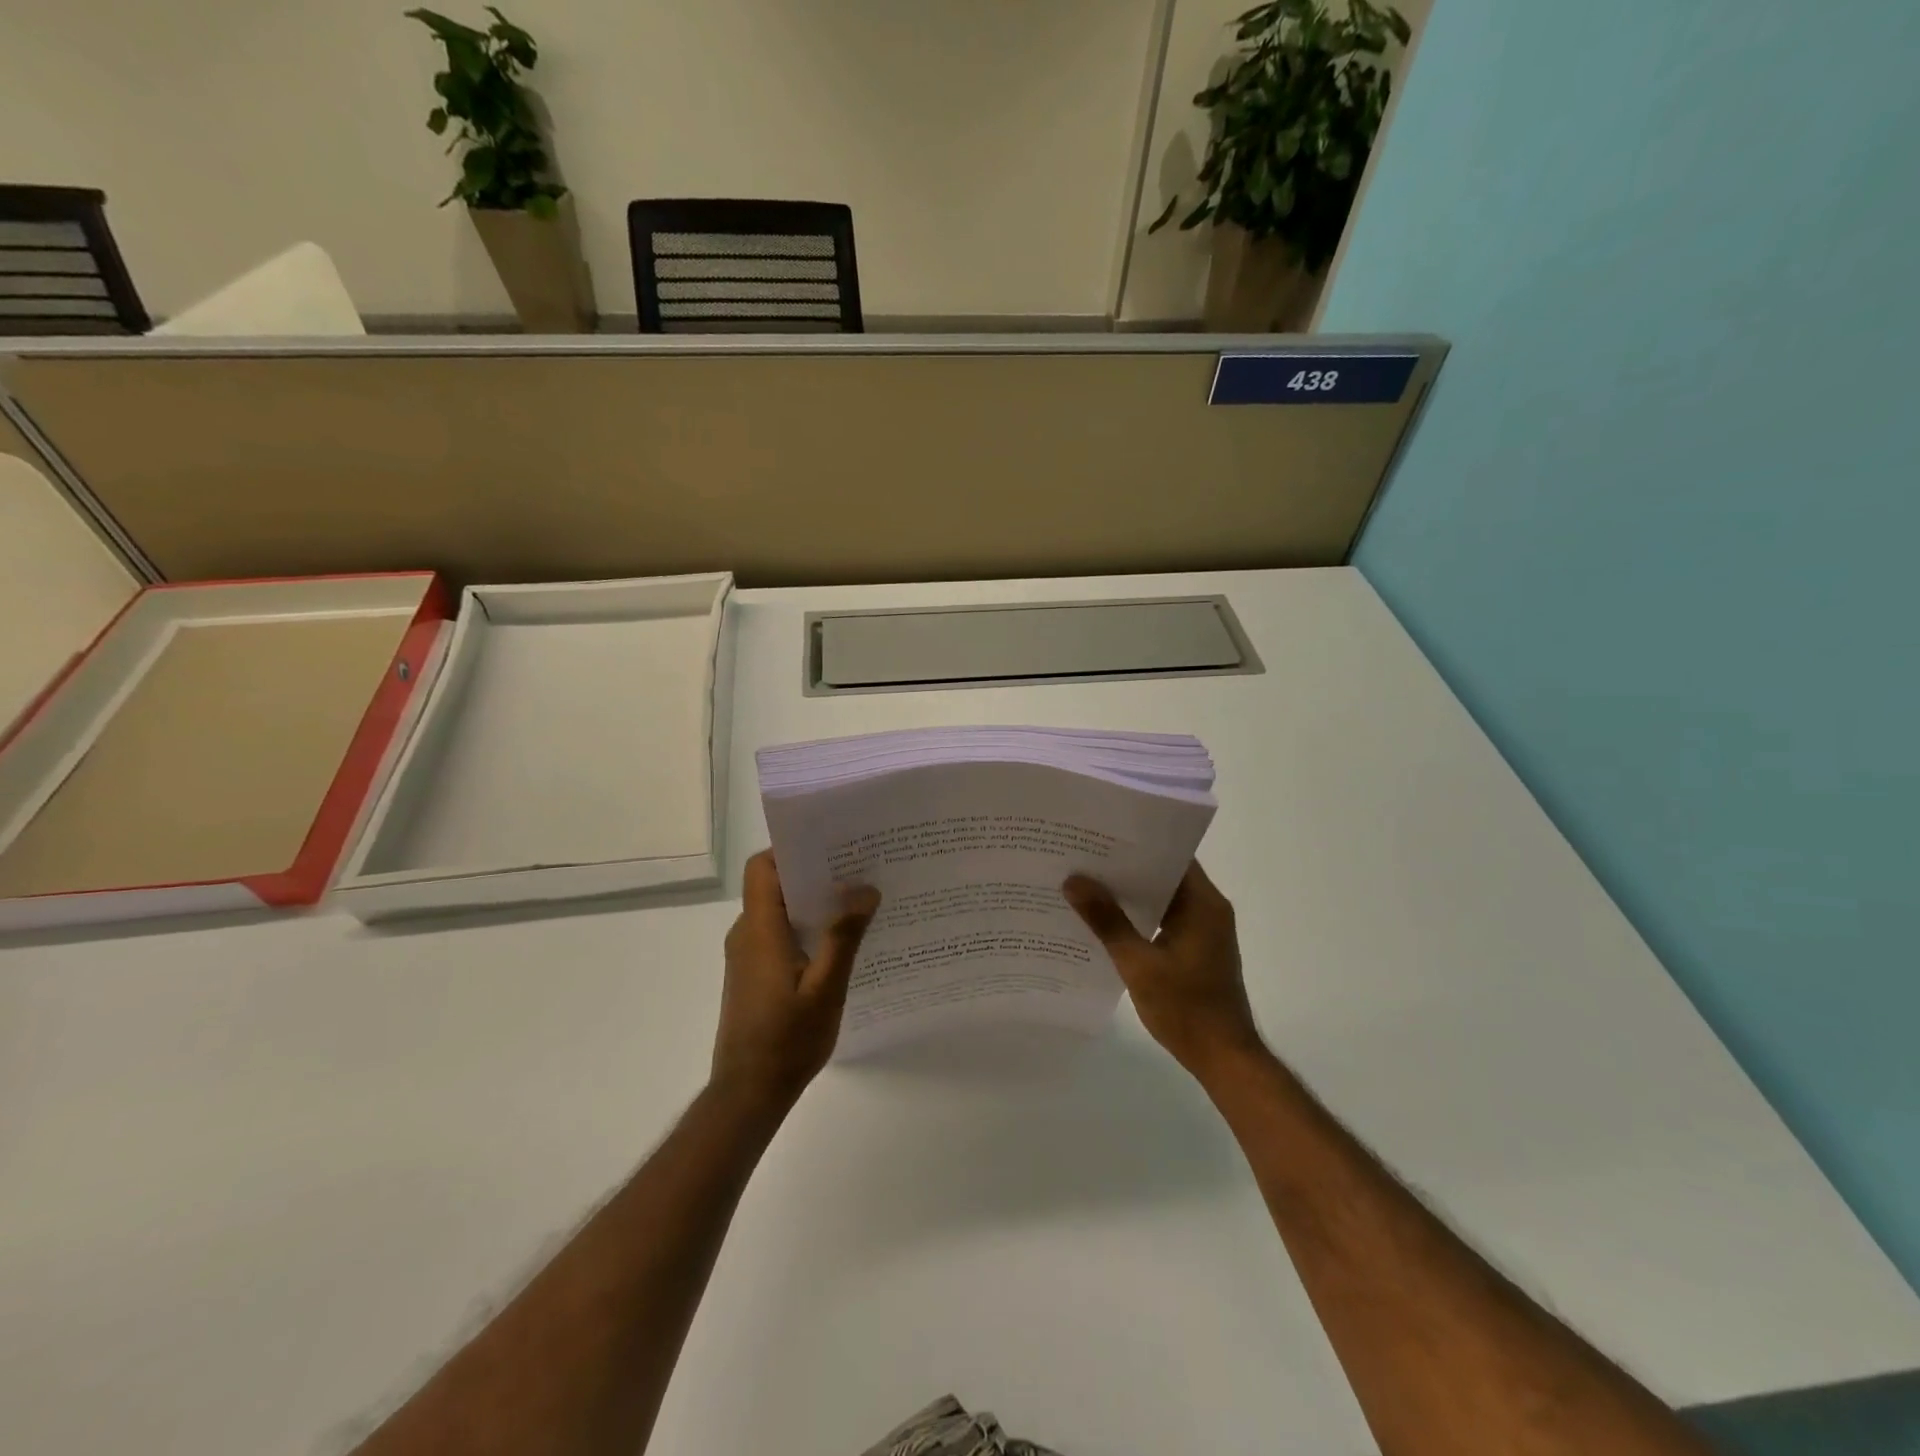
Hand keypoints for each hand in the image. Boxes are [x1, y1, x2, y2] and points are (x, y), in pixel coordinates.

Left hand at [713, 851, 879, 1109]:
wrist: (748, 1093)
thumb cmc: (787, 1040)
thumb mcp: (826, 988)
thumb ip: (844, 936)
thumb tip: (864, 888)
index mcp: (760, 929)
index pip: (763, 867)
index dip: (791, 849)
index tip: (831, 846)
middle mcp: (747, 934)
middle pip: (774, 885)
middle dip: (814, 873)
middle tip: (859, 870)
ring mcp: (748, 955)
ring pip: (779, 911)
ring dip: (814, 903)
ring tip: (857, 902)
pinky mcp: (753, 973)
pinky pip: (779, 934)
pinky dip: (807, 928)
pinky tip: (840, 942)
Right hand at [1065, 861, 1265, 1079]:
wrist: (1224, 1058)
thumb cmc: (1186, 1008)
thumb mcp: (1138, 964)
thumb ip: (1106, 921)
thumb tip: (1074, 881)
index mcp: (1203, 903)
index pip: (1171, 854)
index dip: (1137, 842)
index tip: (1100, 834)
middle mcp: (1208, 908)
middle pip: (1165, 873)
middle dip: (1126, 866)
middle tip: (1083, 856)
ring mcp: (1204, 929)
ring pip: (1163, 897)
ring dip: (1131, 893)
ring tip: (1087, 883)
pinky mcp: (1197, 947)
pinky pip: (1165, 918)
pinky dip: (1140, 915)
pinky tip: (1106, 920)